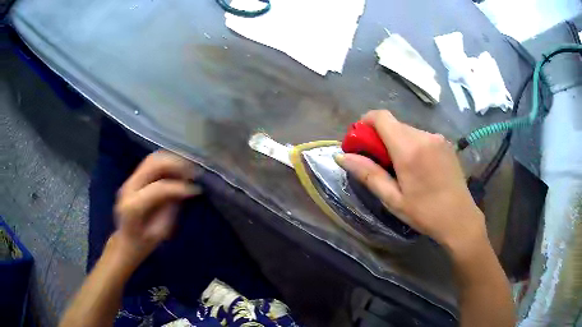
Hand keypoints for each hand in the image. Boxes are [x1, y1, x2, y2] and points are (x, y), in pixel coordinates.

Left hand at [112, 150, 200, 268]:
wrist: (125, 242)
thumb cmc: (144, 243)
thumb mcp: (161, 232)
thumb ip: (171, 209)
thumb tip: (185, 190)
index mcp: (133, 206)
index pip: (158, 188)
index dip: (179, 187)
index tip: (196, 190)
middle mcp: (128, 188)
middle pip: (152, 165)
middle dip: (175, 165)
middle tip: (193, 173)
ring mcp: (129, 181)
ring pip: (151, 159)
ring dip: (171, 160)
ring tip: (187, 168)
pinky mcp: (132, 179)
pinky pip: (150, 163)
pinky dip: (166, 162)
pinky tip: (177, 169)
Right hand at [336, 110, 486, 253]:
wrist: (460, 219)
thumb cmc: (425, 213)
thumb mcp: (392, 199)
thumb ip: (368, 173)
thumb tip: (341, 156)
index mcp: (409, 149)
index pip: (381, 117)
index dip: (365, 122)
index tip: (360, 141)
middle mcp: (424, 136)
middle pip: (393, 124)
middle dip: (380, 137)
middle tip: (378, 163)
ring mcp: (437, 138)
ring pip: (407, 130)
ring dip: (397, 142)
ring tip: (400, 169)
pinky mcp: (446, 143)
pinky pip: (421, 136)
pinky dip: (412, 145)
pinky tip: (418, 168)